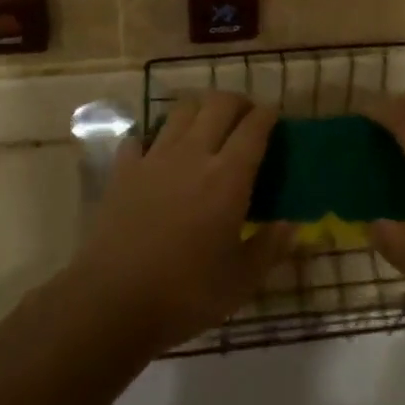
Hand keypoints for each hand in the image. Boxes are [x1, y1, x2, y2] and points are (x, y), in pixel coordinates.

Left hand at [68, 93, 293, 354]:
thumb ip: (270, 247)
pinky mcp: (123, 170)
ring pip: (181, 110)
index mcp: (228, 176)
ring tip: (207, 125)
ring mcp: (154, 158)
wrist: (112, 302)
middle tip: (245, 116)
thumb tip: (292, 225)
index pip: (254, 127)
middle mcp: (193, 154)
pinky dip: (154, 138)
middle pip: (219, 104)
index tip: (275, 115)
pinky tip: (159, 153)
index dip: (268, 114)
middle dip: (238, 102)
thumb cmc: (185, 294)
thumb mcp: (240, 281)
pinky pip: (141, 137)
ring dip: (200, 109)